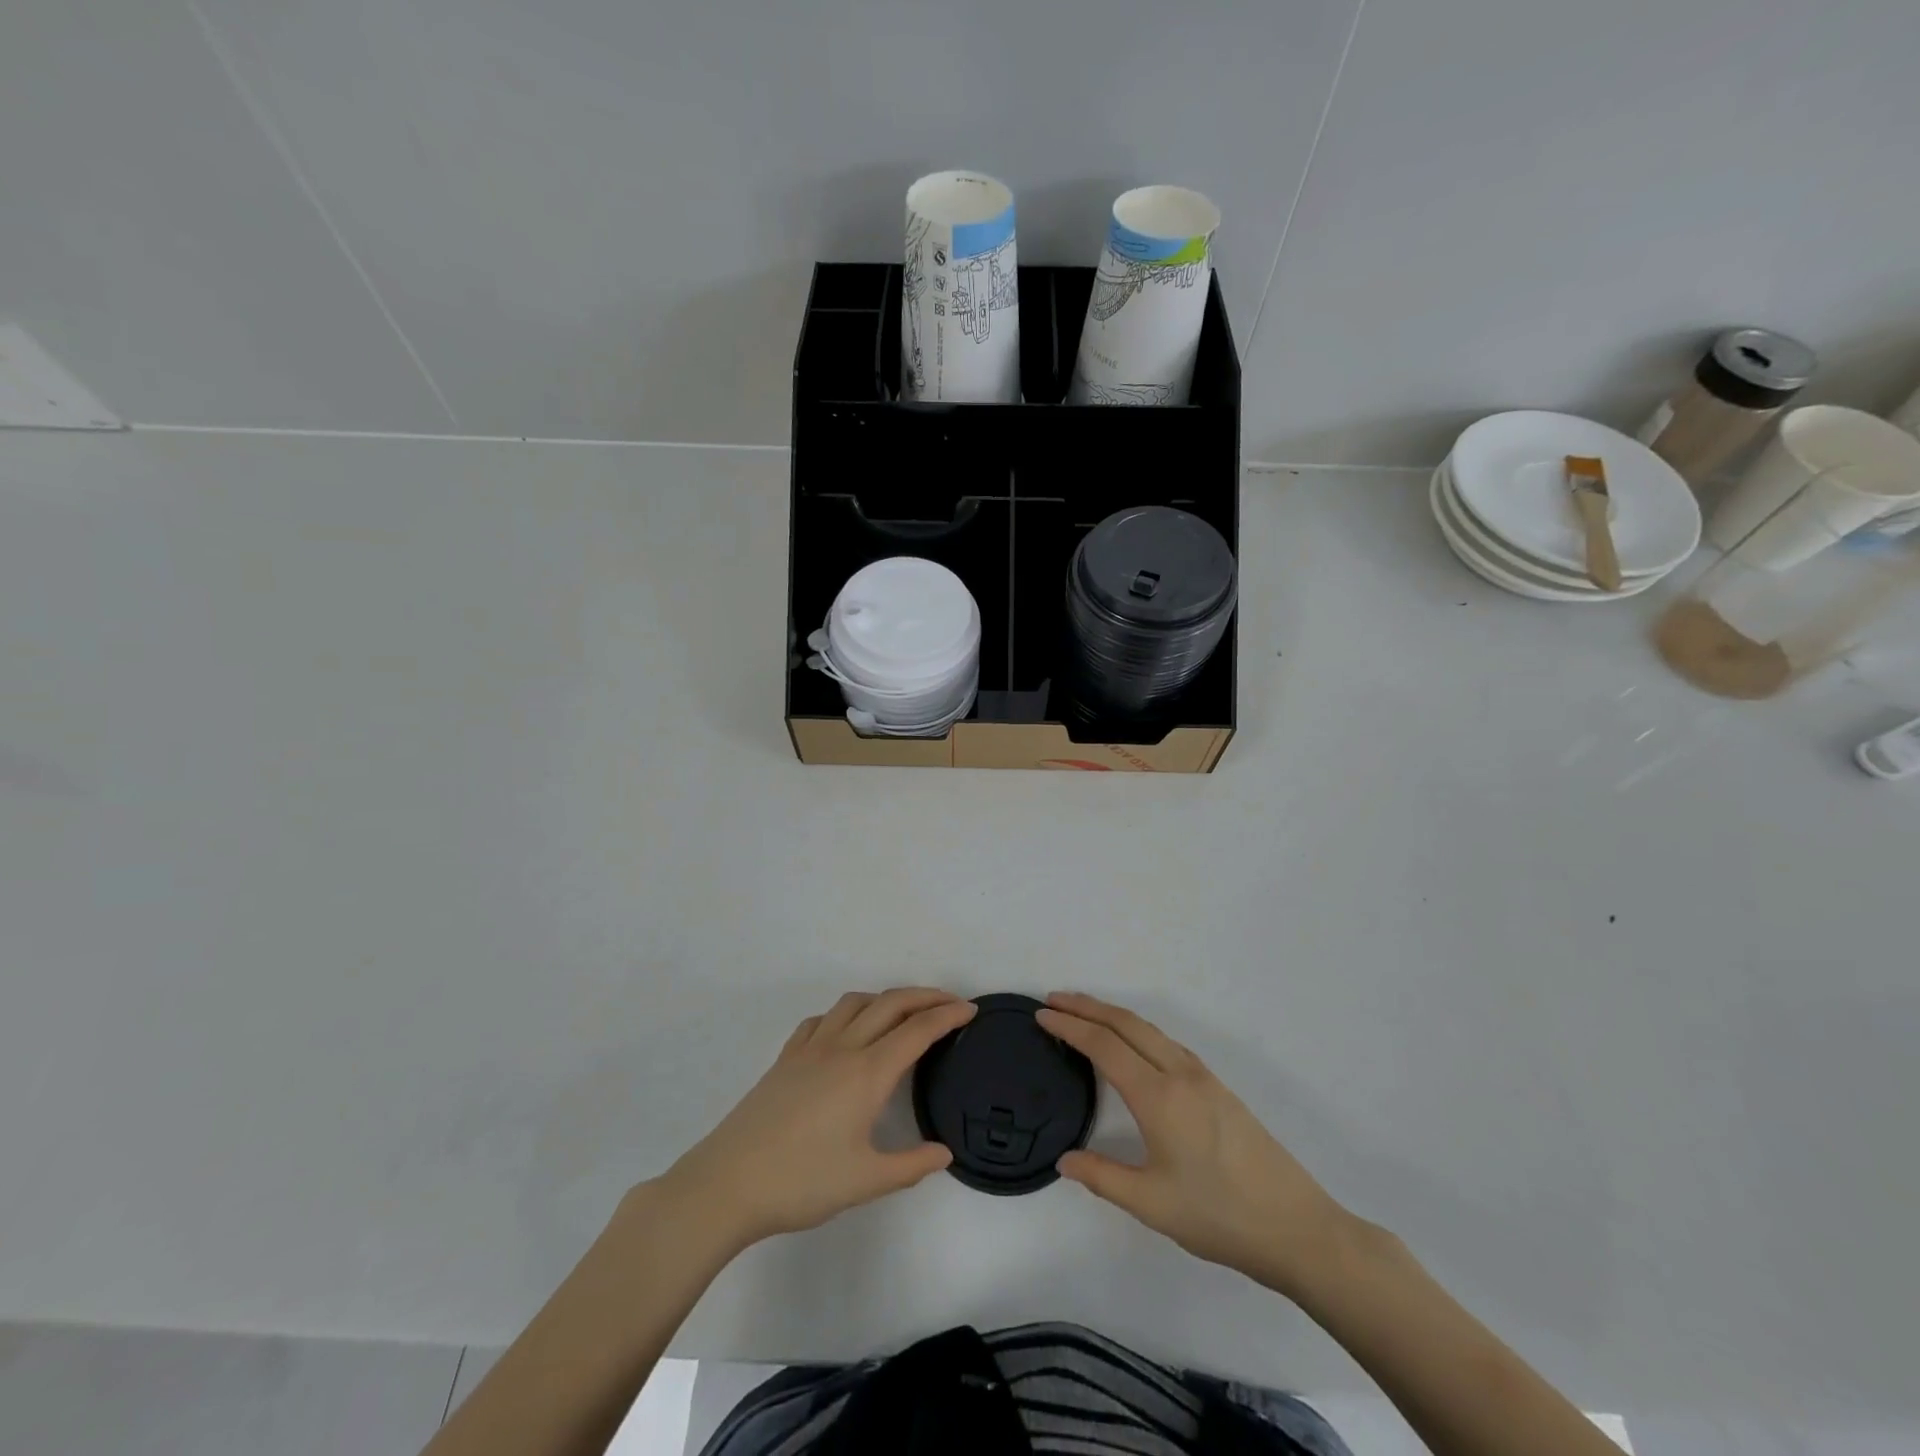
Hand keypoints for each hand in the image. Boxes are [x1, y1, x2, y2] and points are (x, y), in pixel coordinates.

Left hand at [653, 988, 975, 1251]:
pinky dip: (846, 1014)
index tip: (971, 1010)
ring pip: (855, 1003)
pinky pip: (822, 1019)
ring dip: (886, 998)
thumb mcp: (866, 1182)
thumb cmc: (801, 1182)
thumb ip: (911, 1165)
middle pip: (891, 1003)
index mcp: (867, 1073)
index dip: (948, 1016)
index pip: (918, 1030)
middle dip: (925, 996)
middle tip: (950, 1002)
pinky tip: (846, 1031)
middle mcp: (843, 1048)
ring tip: (903, 1013)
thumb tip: (945, 1153)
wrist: (728, 1182)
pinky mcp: (786, 1057)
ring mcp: (810, 1048)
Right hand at [1036, 992, 1347, 1296]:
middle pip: (1126, 1023)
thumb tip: (1063, 1160)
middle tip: (1053, 1000)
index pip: (1104, 1045)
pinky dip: (1137, 1031)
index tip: (1041, 1015)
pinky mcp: (1219, 1088)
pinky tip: (1133, 1045)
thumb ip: (1102, 1177)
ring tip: (1085, 1014)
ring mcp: (1203, 1077)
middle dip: (1087, 1006)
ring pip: (1149, 1029)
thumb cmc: (1219, 1216)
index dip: (1069, 1027)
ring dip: (1113, 1015)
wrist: (1297, 1228)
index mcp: (1158, 1095)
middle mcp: (1179, 1073)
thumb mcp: (1151, 1204)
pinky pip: (1167, 1043)